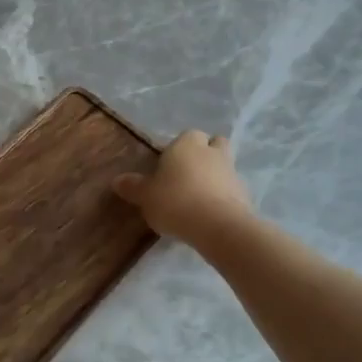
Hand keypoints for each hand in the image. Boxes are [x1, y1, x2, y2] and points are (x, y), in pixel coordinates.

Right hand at [112, 130, 253, 245]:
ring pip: (224, 166)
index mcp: (186, 144)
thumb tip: (117, 180)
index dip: (179, 149)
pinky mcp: (244, 193)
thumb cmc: (175, 201)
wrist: (217, 226)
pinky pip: (231, 189)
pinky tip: (210, 213)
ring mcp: (232, 171)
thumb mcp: (146, 196)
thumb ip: (133, 187)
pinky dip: (223, 196)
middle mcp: (211, 152)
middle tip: (189, 175)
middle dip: (205, 154)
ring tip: (199, 198)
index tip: (169, 166)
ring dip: (215, 176)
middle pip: (213, 144)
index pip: (187, 135)